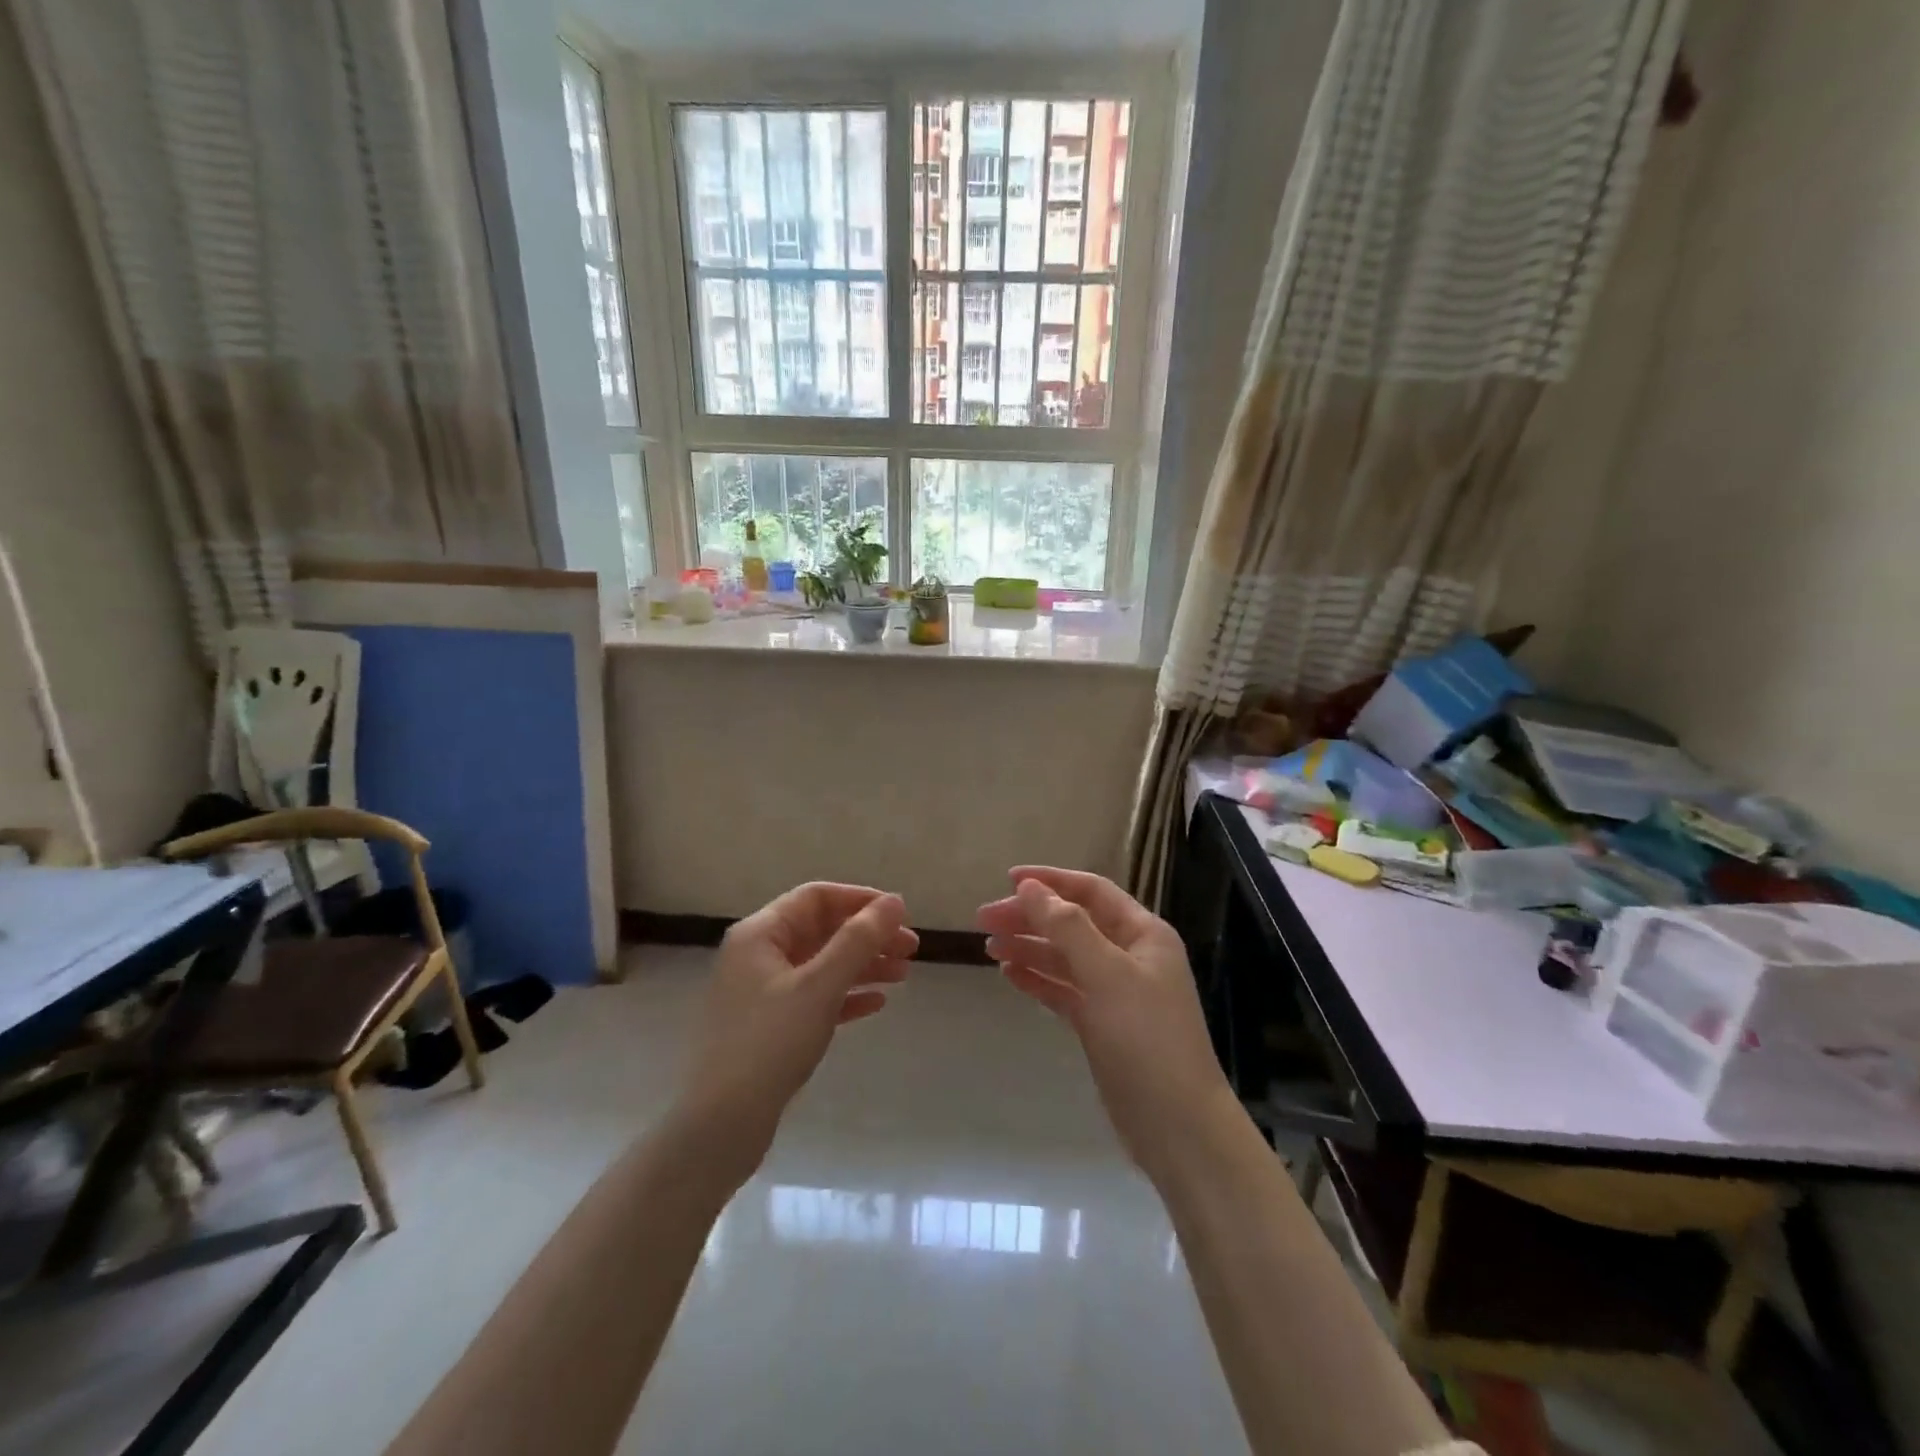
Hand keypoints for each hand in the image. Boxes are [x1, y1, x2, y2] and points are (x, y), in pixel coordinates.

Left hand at [678, 884, 915, 1179]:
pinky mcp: (768, 1026)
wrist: (720, 1125)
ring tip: (904, 975)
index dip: (860, 900)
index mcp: (760, 934)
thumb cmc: (770, 1043)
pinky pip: (814, 997)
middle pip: (821, 930)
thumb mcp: (820, 986)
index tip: (899, 915)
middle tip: (911, 948)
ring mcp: (761, 992)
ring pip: (821, 964)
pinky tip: (876, 1004)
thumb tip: (894, 902)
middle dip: (867, 935)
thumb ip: (858, 940)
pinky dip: (845, 995)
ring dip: (862, 965)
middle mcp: (757, 955)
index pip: (816, 897)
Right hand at [979, 867, 1234, 1179]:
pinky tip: (1009, 974)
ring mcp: (1116, 992)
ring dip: (1029, 947)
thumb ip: (1067, 927)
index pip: (1091, 892)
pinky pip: (1064, 990)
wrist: (1176, 1126)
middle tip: (984, 919)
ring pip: (1065, 957)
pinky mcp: (1102, 1024)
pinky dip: (1038, 979)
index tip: (1009, 879)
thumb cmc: (1146, 1039)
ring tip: (989, 946)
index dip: (1051, 881)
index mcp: (1143, 934)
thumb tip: (1031, 887)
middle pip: (1073, 923)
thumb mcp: (1107, 974)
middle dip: (1031, 917)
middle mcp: (1130, 956)